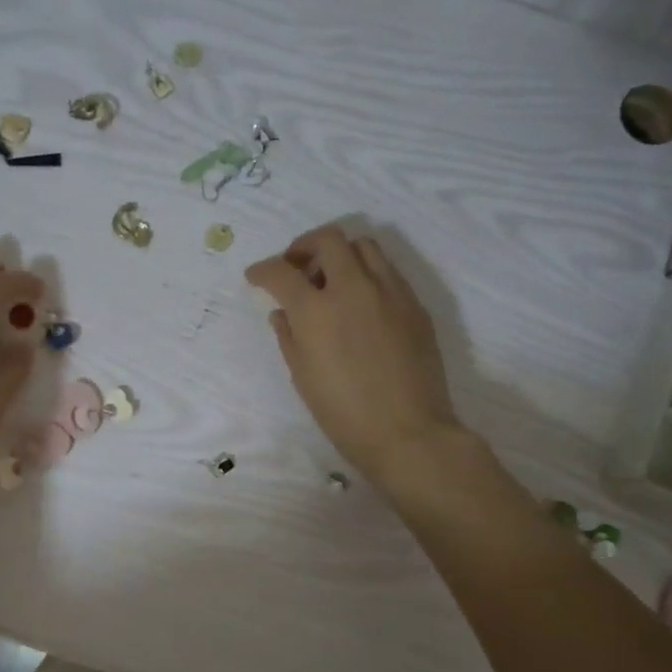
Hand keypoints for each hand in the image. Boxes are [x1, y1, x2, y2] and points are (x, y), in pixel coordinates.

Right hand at [246, 225, 461, 481]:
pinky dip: (366, 275)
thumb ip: (289, 336)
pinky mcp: (415, 304)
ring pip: (364, 246)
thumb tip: (284, 313)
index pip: (281, 272)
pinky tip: (361, 304)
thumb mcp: (303, 376)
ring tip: (332, 281)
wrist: (407, 432)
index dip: (263, 270)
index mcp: (317, 311)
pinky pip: (388, 272)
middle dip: (303, 247)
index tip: (256, 276)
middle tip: (296, 268)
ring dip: (340, 254)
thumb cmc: (343, 413)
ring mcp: (390, 292)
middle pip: (328, 239)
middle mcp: (354, 288)